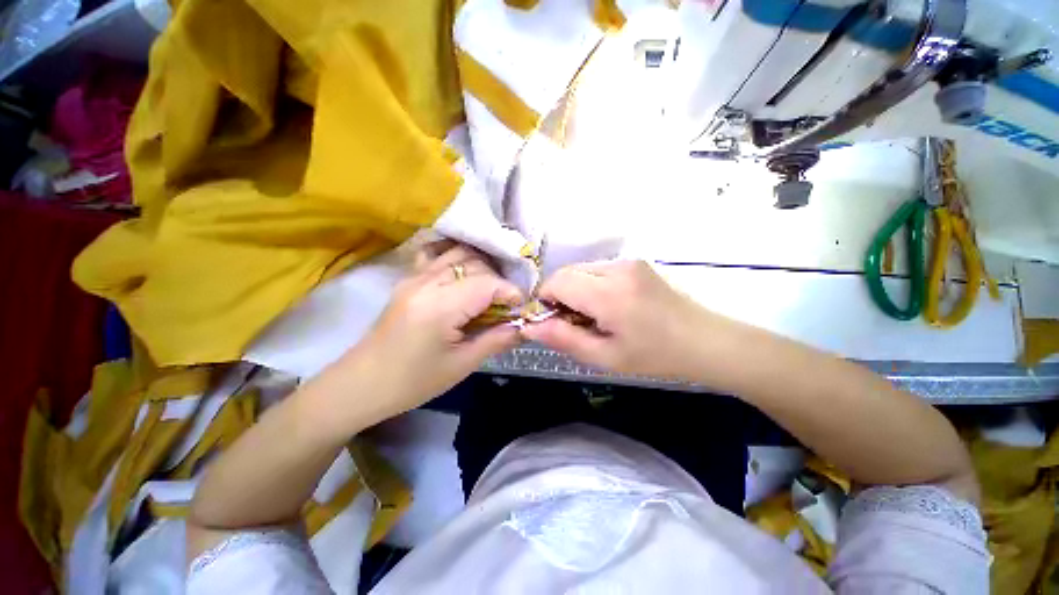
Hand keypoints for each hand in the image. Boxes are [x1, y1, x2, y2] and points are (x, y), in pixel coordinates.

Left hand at [336, 242, 523, 420]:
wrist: (362, 384)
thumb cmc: (413, 381)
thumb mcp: (462, 365)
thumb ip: (497, 340)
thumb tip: (523, 326)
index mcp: (440, 306)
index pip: (487, 283)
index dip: (511, 292)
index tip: (521, 308)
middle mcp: (427, 282)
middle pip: (475, 263)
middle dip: (498, 281)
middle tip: (506, 305)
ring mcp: (414, 276)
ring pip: (458, 253)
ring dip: (481, 267)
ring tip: (490, 290)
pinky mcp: (408, 279)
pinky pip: (436, 254)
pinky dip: (456, 256)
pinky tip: (464, 270)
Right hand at [521, 260, 703, 378]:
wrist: (706, 341)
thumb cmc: (655, 356)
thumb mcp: (605, 357)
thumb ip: (564, 338)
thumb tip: (530, 326)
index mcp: (609, 293)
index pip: (557, 281)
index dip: (545, 299)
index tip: (552, 321)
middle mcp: (617, 268)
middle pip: (568, 272)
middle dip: (560, 295)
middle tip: (573, 322)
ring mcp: (629, 262)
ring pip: (582, 270)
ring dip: (576, 290)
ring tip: (593, 316)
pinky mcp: (636, 263)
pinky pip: (599, 270)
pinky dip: (592, 285)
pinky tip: (609, 306)